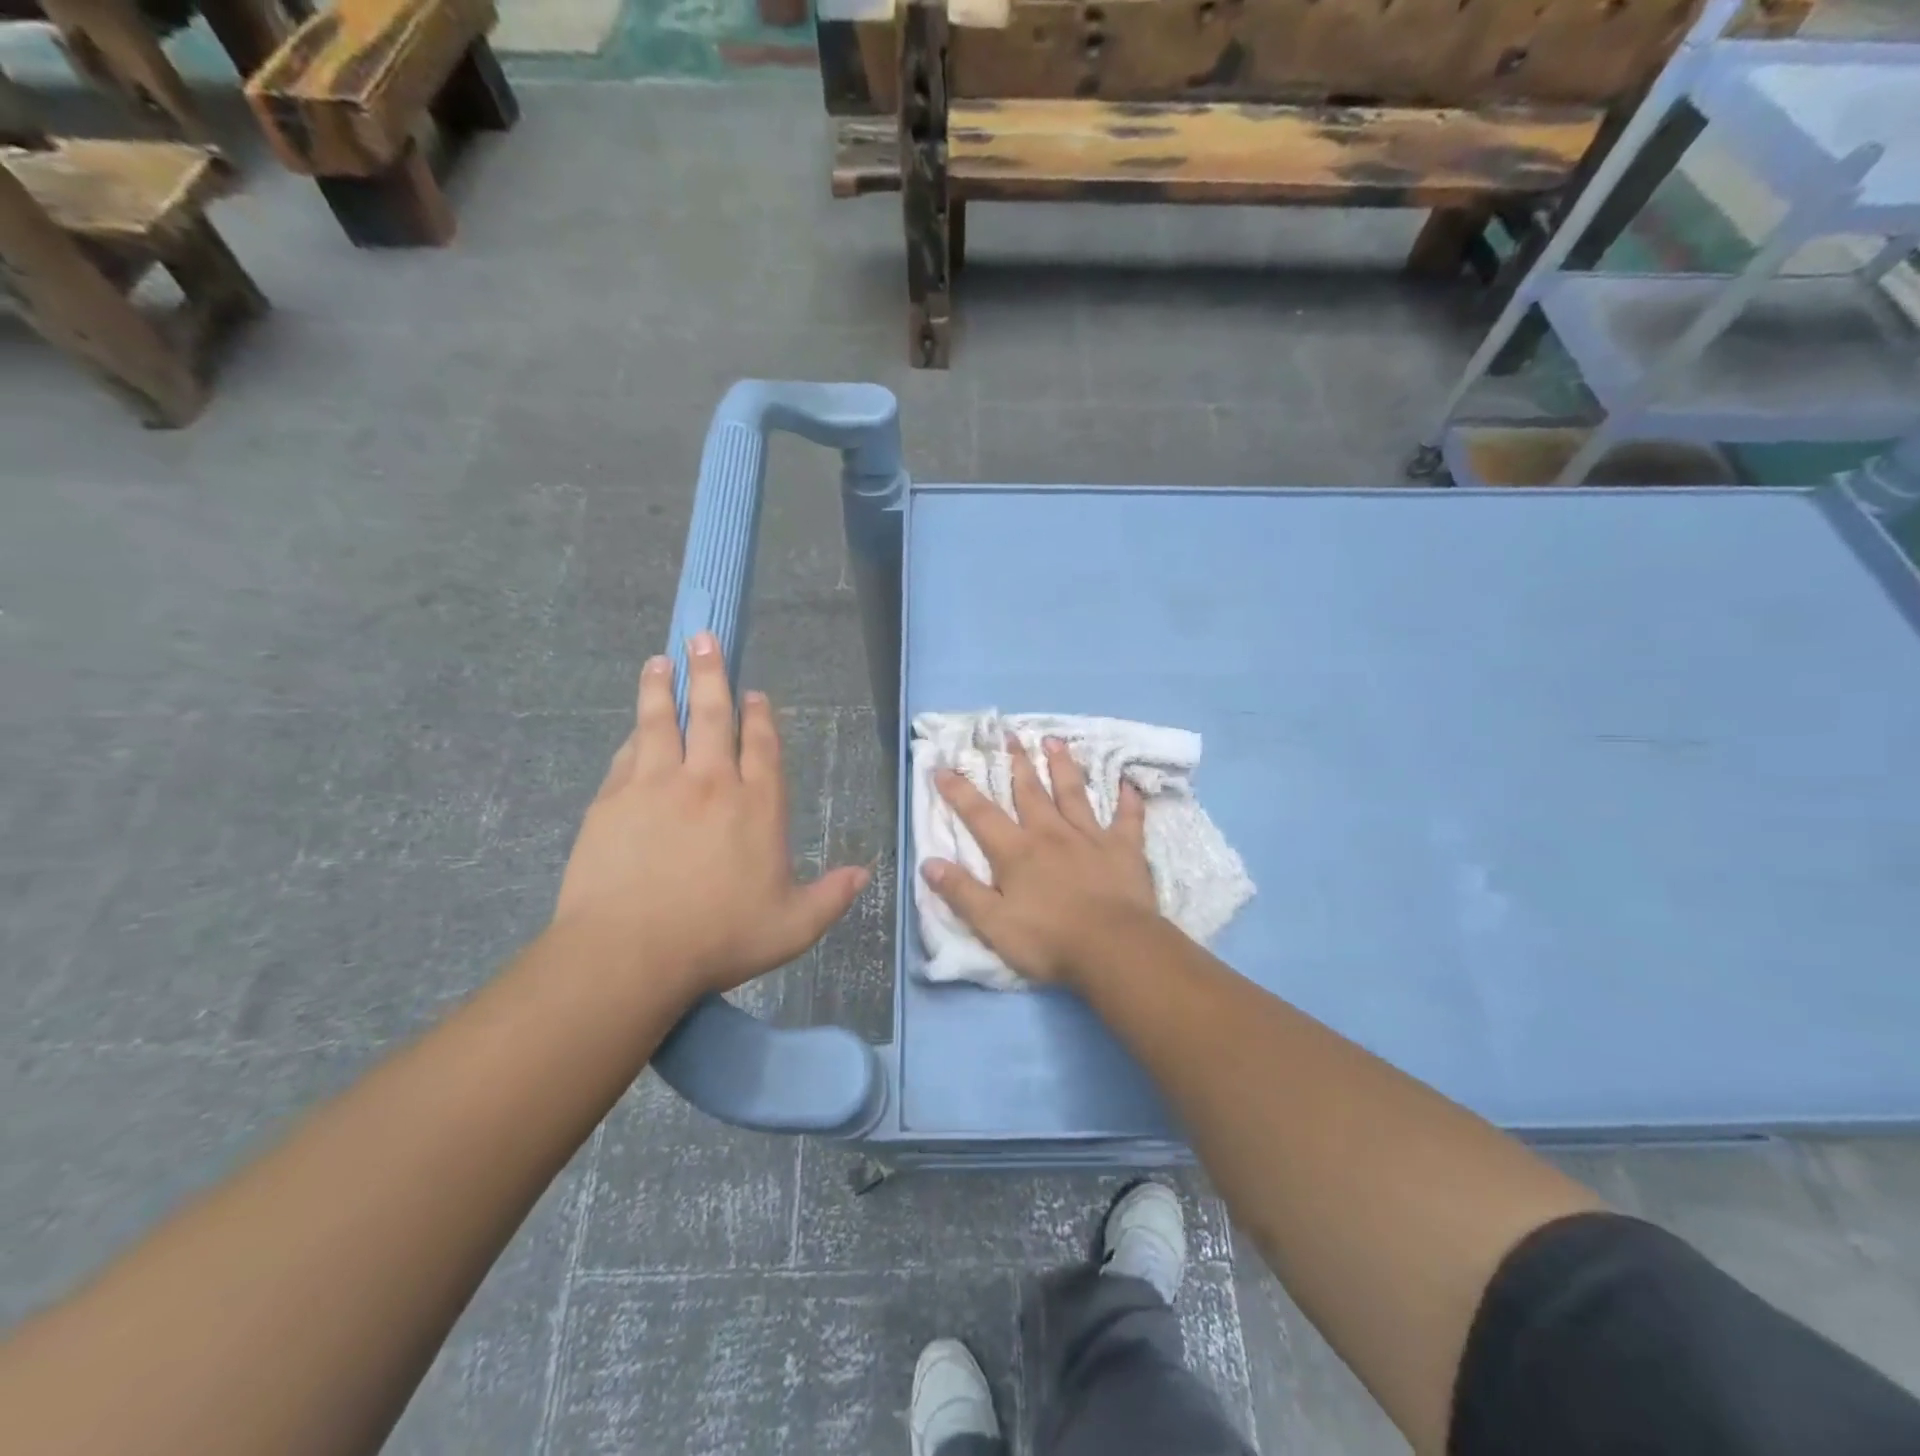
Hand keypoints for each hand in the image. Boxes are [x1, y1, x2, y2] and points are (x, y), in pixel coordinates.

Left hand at [553, 632, 869, 1000]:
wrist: (630, 952)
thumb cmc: (718, 938)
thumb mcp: (793, 927)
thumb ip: (831, 896)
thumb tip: (865, 874)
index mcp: (757, 805)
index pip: (762, 746)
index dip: (759, 716)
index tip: (754, 693)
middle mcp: (710, 782)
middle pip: (713, 716)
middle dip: (711, 675)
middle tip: (704, 639)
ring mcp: (657, 785)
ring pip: (663, 722)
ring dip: (663, 688)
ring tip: (660, 661)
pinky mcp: (613, 799)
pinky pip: (628, 754)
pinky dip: (635, 733)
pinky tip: (634, 725)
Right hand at [922, 735, 1159, 985]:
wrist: (1114, 948)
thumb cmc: (1049, 939)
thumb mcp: (993, 924)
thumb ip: (962, 892)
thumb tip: (928, 863)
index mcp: (1016, 852)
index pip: (980, 815)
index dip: (959, 791)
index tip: (943, 767)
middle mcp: (1050, 834)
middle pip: (1030, 792)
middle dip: (1017, 763)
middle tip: (1010, 736)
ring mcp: (1090, 837)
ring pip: (1073, 793)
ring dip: (1063, 766)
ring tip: (1055, 741)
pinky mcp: (1124, 849)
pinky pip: (1127, 818)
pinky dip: (1128, 800)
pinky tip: (1129, 784)